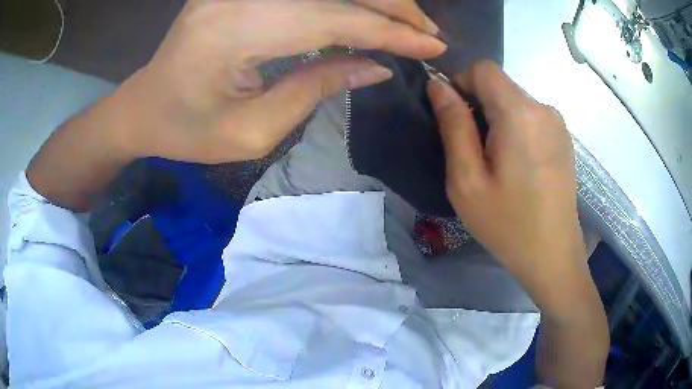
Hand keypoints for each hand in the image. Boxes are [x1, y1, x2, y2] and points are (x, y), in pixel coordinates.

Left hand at [113, 0, 445, 162]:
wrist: (144, 106)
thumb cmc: (187, 130)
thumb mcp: (252, 131)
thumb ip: (316, 89)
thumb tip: (377, 66)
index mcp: (234, 31)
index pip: (333, 19)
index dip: (389, 31)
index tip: (433, 45)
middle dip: (390, 5)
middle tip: (427, 30)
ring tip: (405, 20)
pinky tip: (363, 10)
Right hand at [428, 60, 608, 388]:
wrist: (553, 256)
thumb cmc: (508, 224)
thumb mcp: (467, 180)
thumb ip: (453, 125)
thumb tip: (438, 85)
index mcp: (520, 113)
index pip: (483, 68)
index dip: (462, 83)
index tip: (455, 118)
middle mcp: (544, 108)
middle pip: (500, 85)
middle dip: (479, 106)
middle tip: (473, 153)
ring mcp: (558, 123)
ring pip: (515, 102)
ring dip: (497, 120)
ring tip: (496, 165)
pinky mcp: (563, 138)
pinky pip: (531, 118)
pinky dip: (515, 129)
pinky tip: (518, 168)